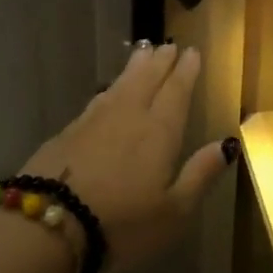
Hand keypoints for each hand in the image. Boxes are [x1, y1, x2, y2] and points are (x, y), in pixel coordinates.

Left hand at [21, 41, 233, 272]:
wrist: (46, 227)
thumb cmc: (122, 224)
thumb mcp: (173, 211)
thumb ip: (200, 174)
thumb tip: (227, 144)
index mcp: (159, 131)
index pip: (176, 92)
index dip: (186, 71)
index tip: (192, 51)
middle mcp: (128, 116)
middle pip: (147, 79)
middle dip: (160, 62)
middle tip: (168, 45)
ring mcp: (93, 122)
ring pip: (120, 85)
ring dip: (134, 68)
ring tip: (142, 53)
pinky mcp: (66, 134)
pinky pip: (97, 101)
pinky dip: (109, 90)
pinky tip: (107, 92)